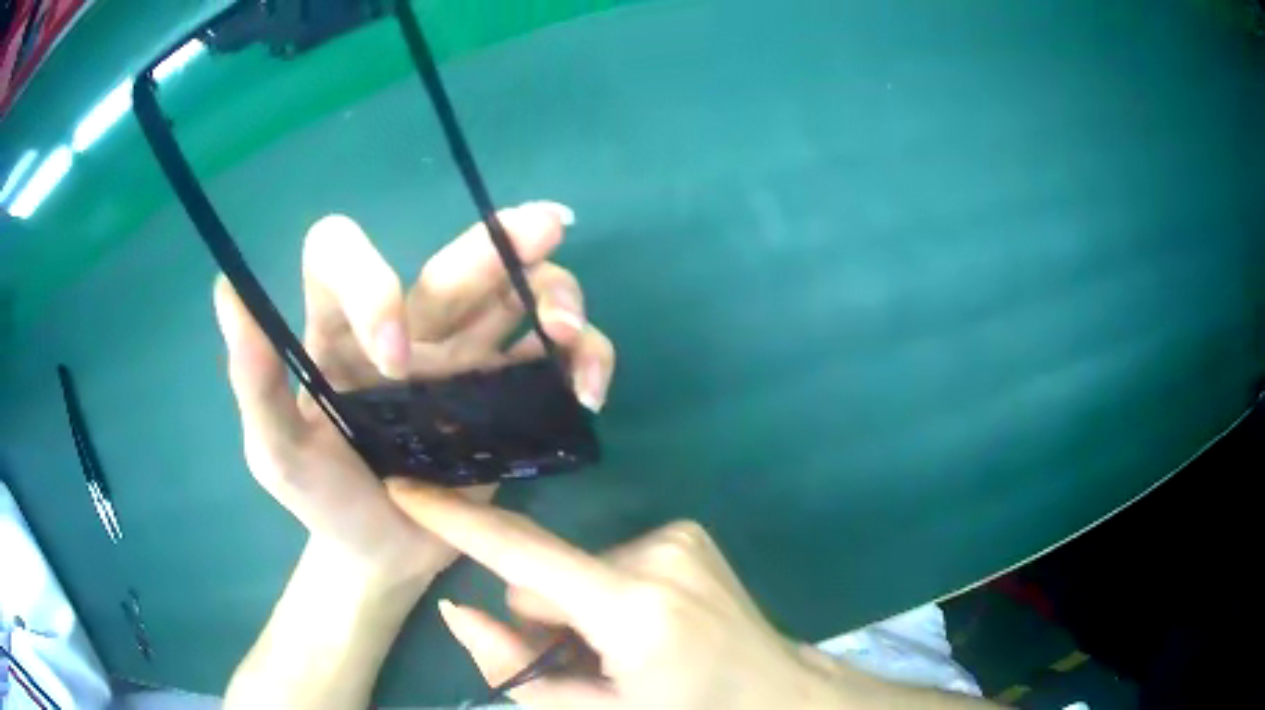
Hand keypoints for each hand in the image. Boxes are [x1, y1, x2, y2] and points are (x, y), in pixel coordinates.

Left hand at [212, 201, 614, 584]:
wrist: (382, 555)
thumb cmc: (323, 504)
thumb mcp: (275, 454)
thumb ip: (253, 382)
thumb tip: (227, 291)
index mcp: (339, 329)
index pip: (341, 252)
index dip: (370, 277)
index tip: (394, 355)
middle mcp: (407, 328)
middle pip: (455, 259)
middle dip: (501, 243)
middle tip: (547, 232)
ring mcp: (465, 360)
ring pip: (520, 295)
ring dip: (557, 295)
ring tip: (569, 335)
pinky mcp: (510, 397)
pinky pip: (558, 360)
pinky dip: (585, 360)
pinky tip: (589, 389)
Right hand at [385, 486, 844, 709]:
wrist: (775, 694)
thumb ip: (515, 669)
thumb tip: (455, 609)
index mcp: (634, 610)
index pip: (523, 555)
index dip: (456, 521)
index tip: (404, 489)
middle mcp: (658, 555)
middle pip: (547, 574)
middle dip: (545, 617)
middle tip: (588, 662)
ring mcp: (679, 537)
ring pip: (579, 569)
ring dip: (581, 608)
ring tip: (626, 649)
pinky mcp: (688, 533)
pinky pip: (613, 559)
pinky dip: (611, 593)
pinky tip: (651, 626)